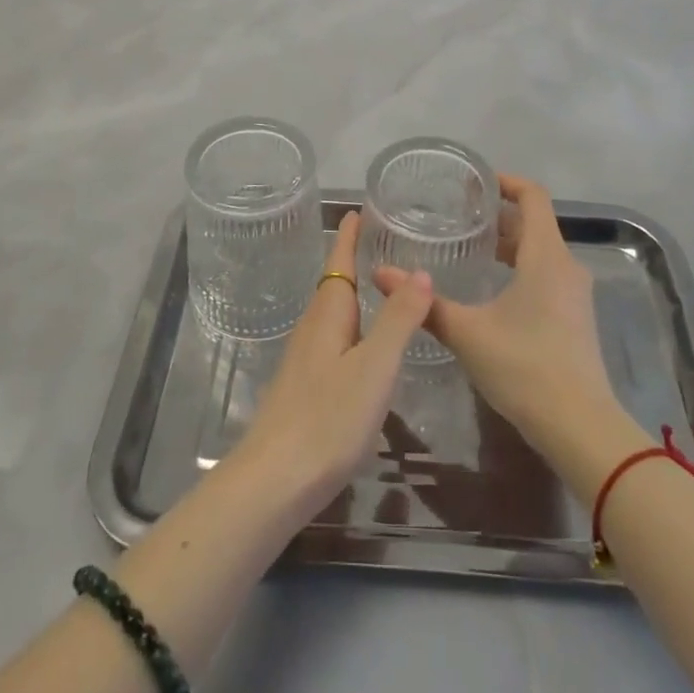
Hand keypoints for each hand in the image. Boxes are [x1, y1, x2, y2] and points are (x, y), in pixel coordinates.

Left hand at [226, 211, 434, 522]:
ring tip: (378, 288)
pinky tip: (362, 348)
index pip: (339, 262)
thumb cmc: (328, 418)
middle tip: (379, 242)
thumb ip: (399, 320)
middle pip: (334, 286)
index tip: (356, 210)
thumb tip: (420, 270)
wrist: (273, 482)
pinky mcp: (304, 389)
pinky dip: (351, 328)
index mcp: (328, 315)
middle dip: (352, 262)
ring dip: (352, 296)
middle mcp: (313, 329)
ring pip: (332, 315)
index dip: (349, 238)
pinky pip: (332, 342)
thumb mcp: (375, 366)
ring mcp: (304, 361)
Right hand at [373, 174, 618, 461]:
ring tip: (469, 248)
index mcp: (545, 256)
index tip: (474, 183)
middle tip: (459, 215)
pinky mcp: (575, 318)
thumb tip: (381, 274)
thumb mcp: (467, 333)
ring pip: (540, 252)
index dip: (505, 182)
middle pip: (535, 224)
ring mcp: (575, 294)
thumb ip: (425, 304)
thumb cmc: (525, 367)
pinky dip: (519, 268)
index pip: (532, 196)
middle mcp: (566, 266)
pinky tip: (491, 289)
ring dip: (508, 244)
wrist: (581, 428)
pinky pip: (546, 275)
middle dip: (499, 215)